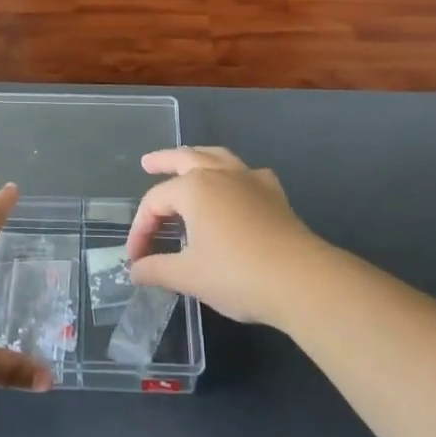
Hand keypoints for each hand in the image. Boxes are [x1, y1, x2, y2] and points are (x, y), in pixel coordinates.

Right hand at [126, 146, 327, 326]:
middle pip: (184, 158)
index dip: (141, 228)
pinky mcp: (274, 193)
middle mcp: (219, 174)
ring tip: (188, 160)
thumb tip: (134, 271)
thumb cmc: (237, 275)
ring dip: (198, 156)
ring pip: (217, 156)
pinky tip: (237, 186)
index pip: (155, 202)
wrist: (301, 280)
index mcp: (193, 189)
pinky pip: (247, 173)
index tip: (136, 258)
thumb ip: (158, 270)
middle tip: (148, 162)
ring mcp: (249, 179)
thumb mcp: (189, 276)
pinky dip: (235, 174)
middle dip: (163, 160)